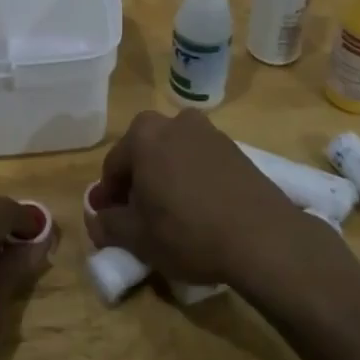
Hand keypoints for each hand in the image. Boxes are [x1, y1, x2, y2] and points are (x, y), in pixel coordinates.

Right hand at [85, 110, 308, 291]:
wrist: (263, 238)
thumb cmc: (187, 232)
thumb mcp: (137, 237)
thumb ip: (107, 224)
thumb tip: (96, 218)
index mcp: (143, 135)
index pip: (113, 166)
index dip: (108, 197)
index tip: (110, 221)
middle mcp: (175, 122)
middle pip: (144, 153)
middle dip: (137, 182)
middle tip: (139, 217)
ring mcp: (209, 132)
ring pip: (174, 155)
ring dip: (166, 178)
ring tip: (172, 215)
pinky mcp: (236, 149)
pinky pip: (201, 161)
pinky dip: (193, 179)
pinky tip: (200, 210)